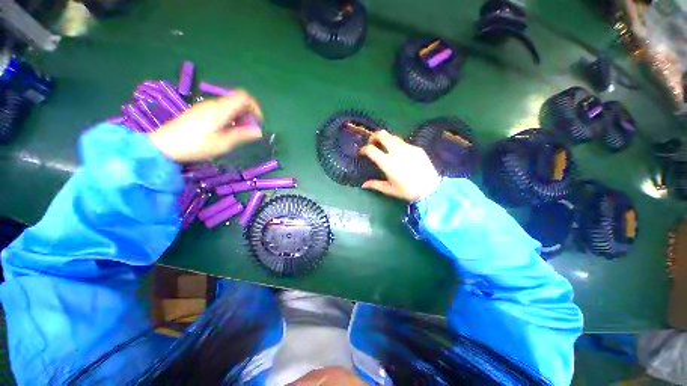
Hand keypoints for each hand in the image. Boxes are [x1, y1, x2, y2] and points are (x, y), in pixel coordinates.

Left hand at [149, 90, 262, 161]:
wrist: (164, 146)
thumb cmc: (196, 145)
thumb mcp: (223, 144)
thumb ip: (242, 135)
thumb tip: (259, 131)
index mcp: (221, 109)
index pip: (244, 97)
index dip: (255, 107)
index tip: (258, 122)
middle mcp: (213, 104)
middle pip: (237, 101)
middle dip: (248, 114)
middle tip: (249, 131)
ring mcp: (205, 107)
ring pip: (229, 106)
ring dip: (239, 117)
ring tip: (238, 133)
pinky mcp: (199, 112)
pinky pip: (220, 110)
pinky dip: (229, 118)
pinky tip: (226, 131)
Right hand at [359, 130, 440, 201]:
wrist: (431, 189)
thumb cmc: (407, 191)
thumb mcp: (389, 190)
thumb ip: (375, 185)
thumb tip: (363, 185)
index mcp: (387, 163)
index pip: (371, 149)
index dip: (364, 149)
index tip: (362, 153)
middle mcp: (396, 151)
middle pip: (382, 134)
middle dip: (374, 136)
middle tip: (372, 143)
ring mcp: (408, 148)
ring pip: (393, 136)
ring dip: (386, 140)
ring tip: (385, 148)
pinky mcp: (417, 148)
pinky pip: (404, 143)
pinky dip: (397, 145)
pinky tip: (400, 155)